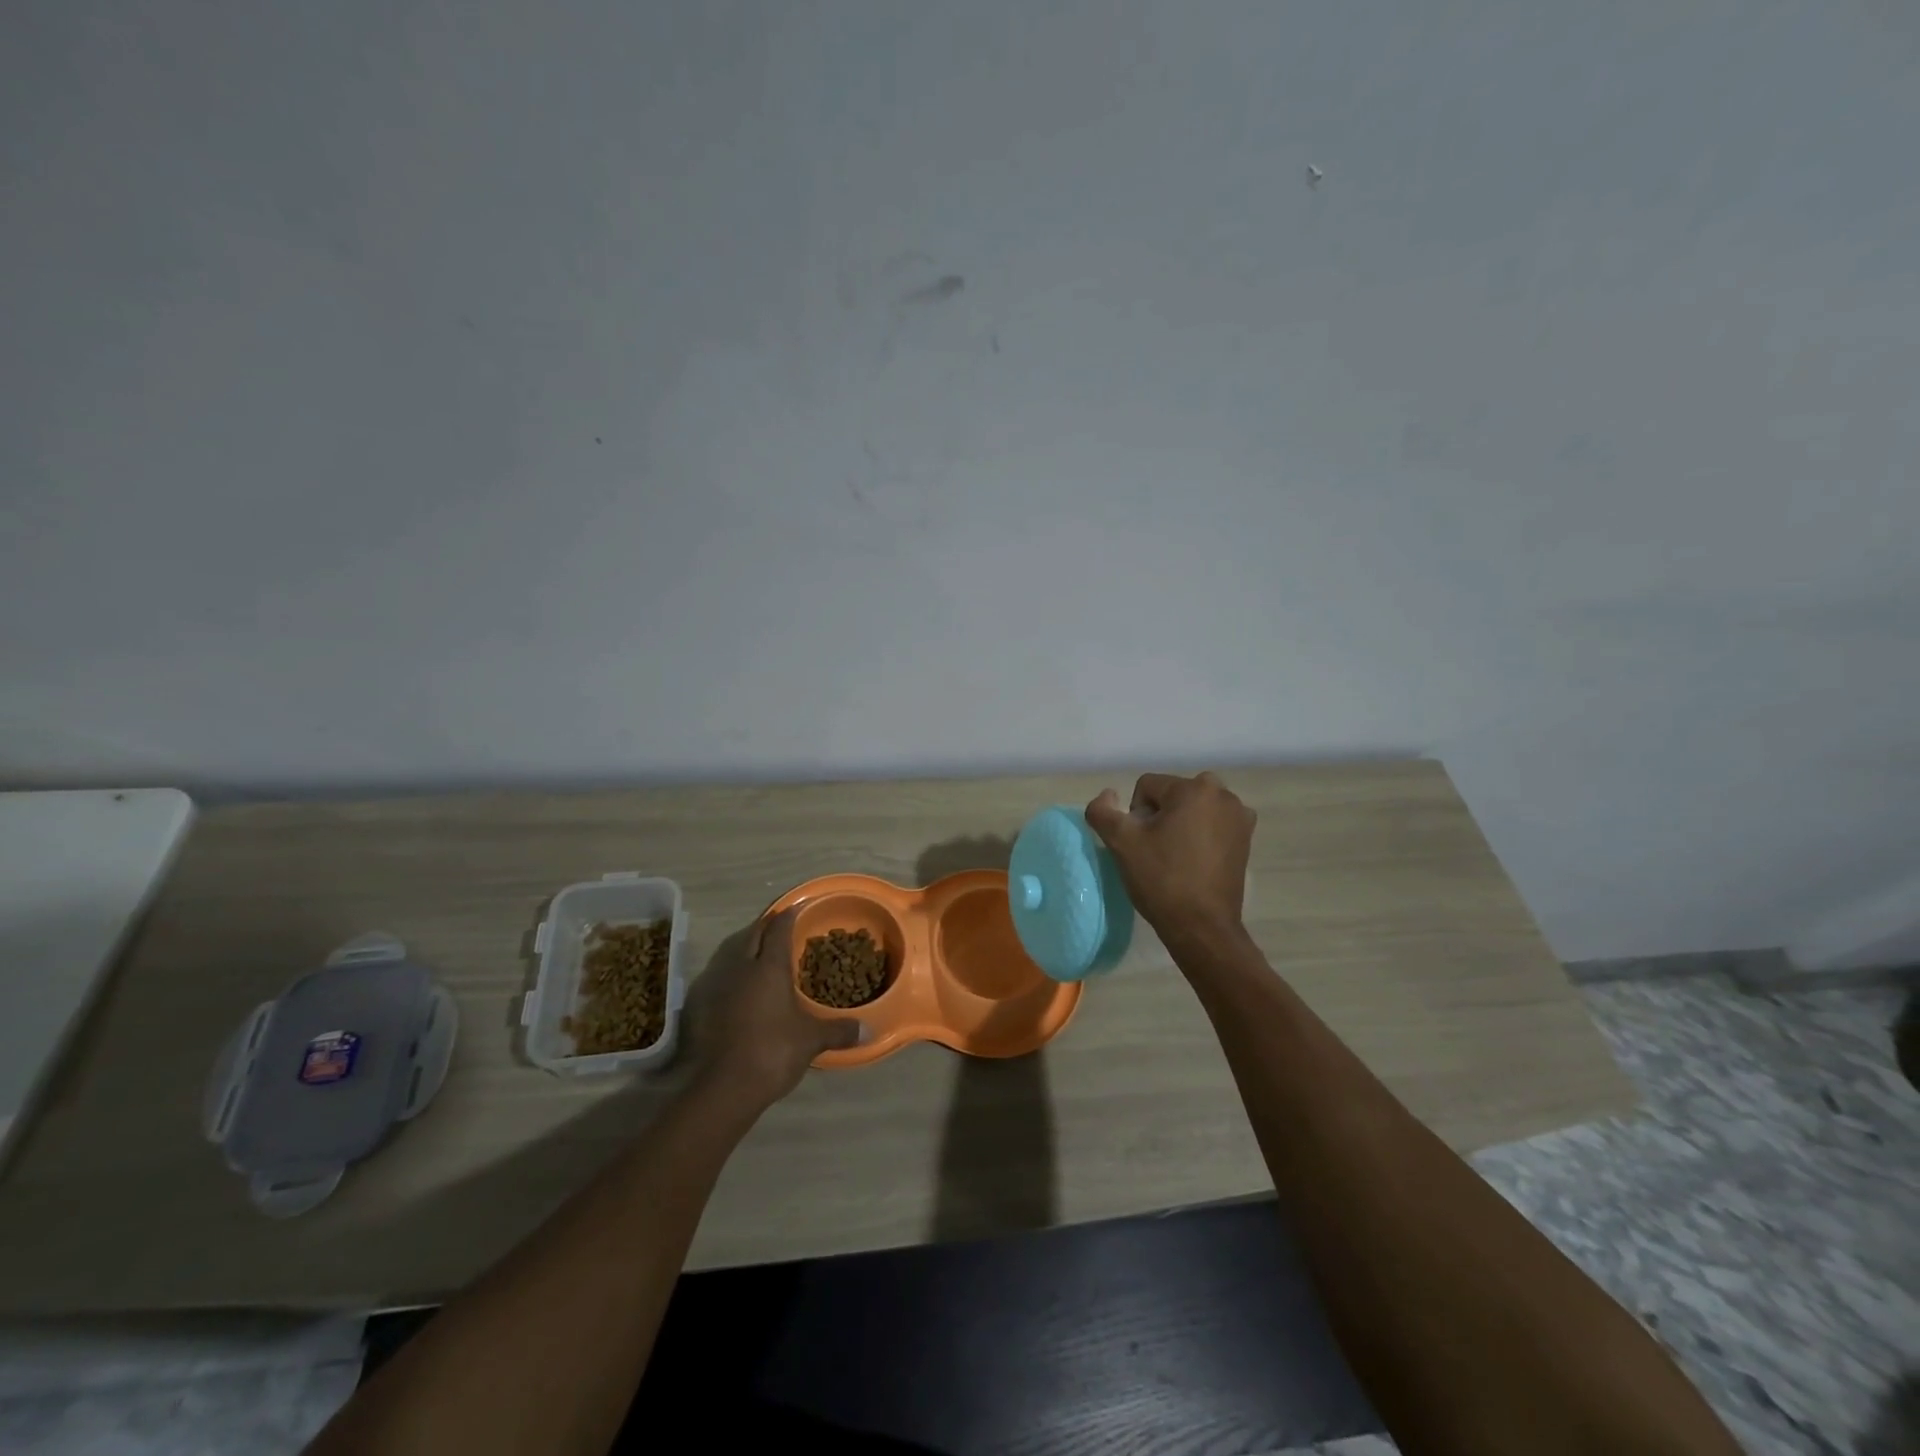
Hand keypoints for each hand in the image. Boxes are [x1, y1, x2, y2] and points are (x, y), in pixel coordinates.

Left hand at [693, 910, 859, 1110]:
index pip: (779, 928)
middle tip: (780, 925)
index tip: (797, 908)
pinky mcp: (700, 1005)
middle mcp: (741, 966)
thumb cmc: (773, 1051)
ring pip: (731, 952)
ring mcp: (716, 984)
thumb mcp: (811, 1040)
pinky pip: (719, 975)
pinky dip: (732, 972)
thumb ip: (838, 1030)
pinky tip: (739, 986)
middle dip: (766, 926)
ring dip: (746, 946)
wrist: (723, 1086)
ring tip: (760, 952)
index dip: (789, 915)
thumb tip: (867, 1029)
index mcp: (769, 966)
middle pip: (752, 933)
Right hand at [1085, 772, 1255, 943]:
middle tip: (1156, 849)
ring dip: (1180, 824)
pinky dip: (1200, 835)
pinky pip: (1212, 824)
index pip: (1147, 787)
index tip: (1141, 844)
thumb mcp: (1120, 842)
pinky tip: (1194, 861)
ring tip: (1175, 857)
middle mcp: (1223, 795)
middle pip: (1172, 795)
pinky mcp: (1246, 839)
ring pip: (1193, 809)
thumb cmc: (1161, 879)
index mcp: (1194, 789)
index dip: (1135, 815)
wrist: (1201, 927)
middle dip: (1160, 816)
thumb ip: (1102, 810)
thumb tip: (1108, 795)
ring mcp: (1240, 817)